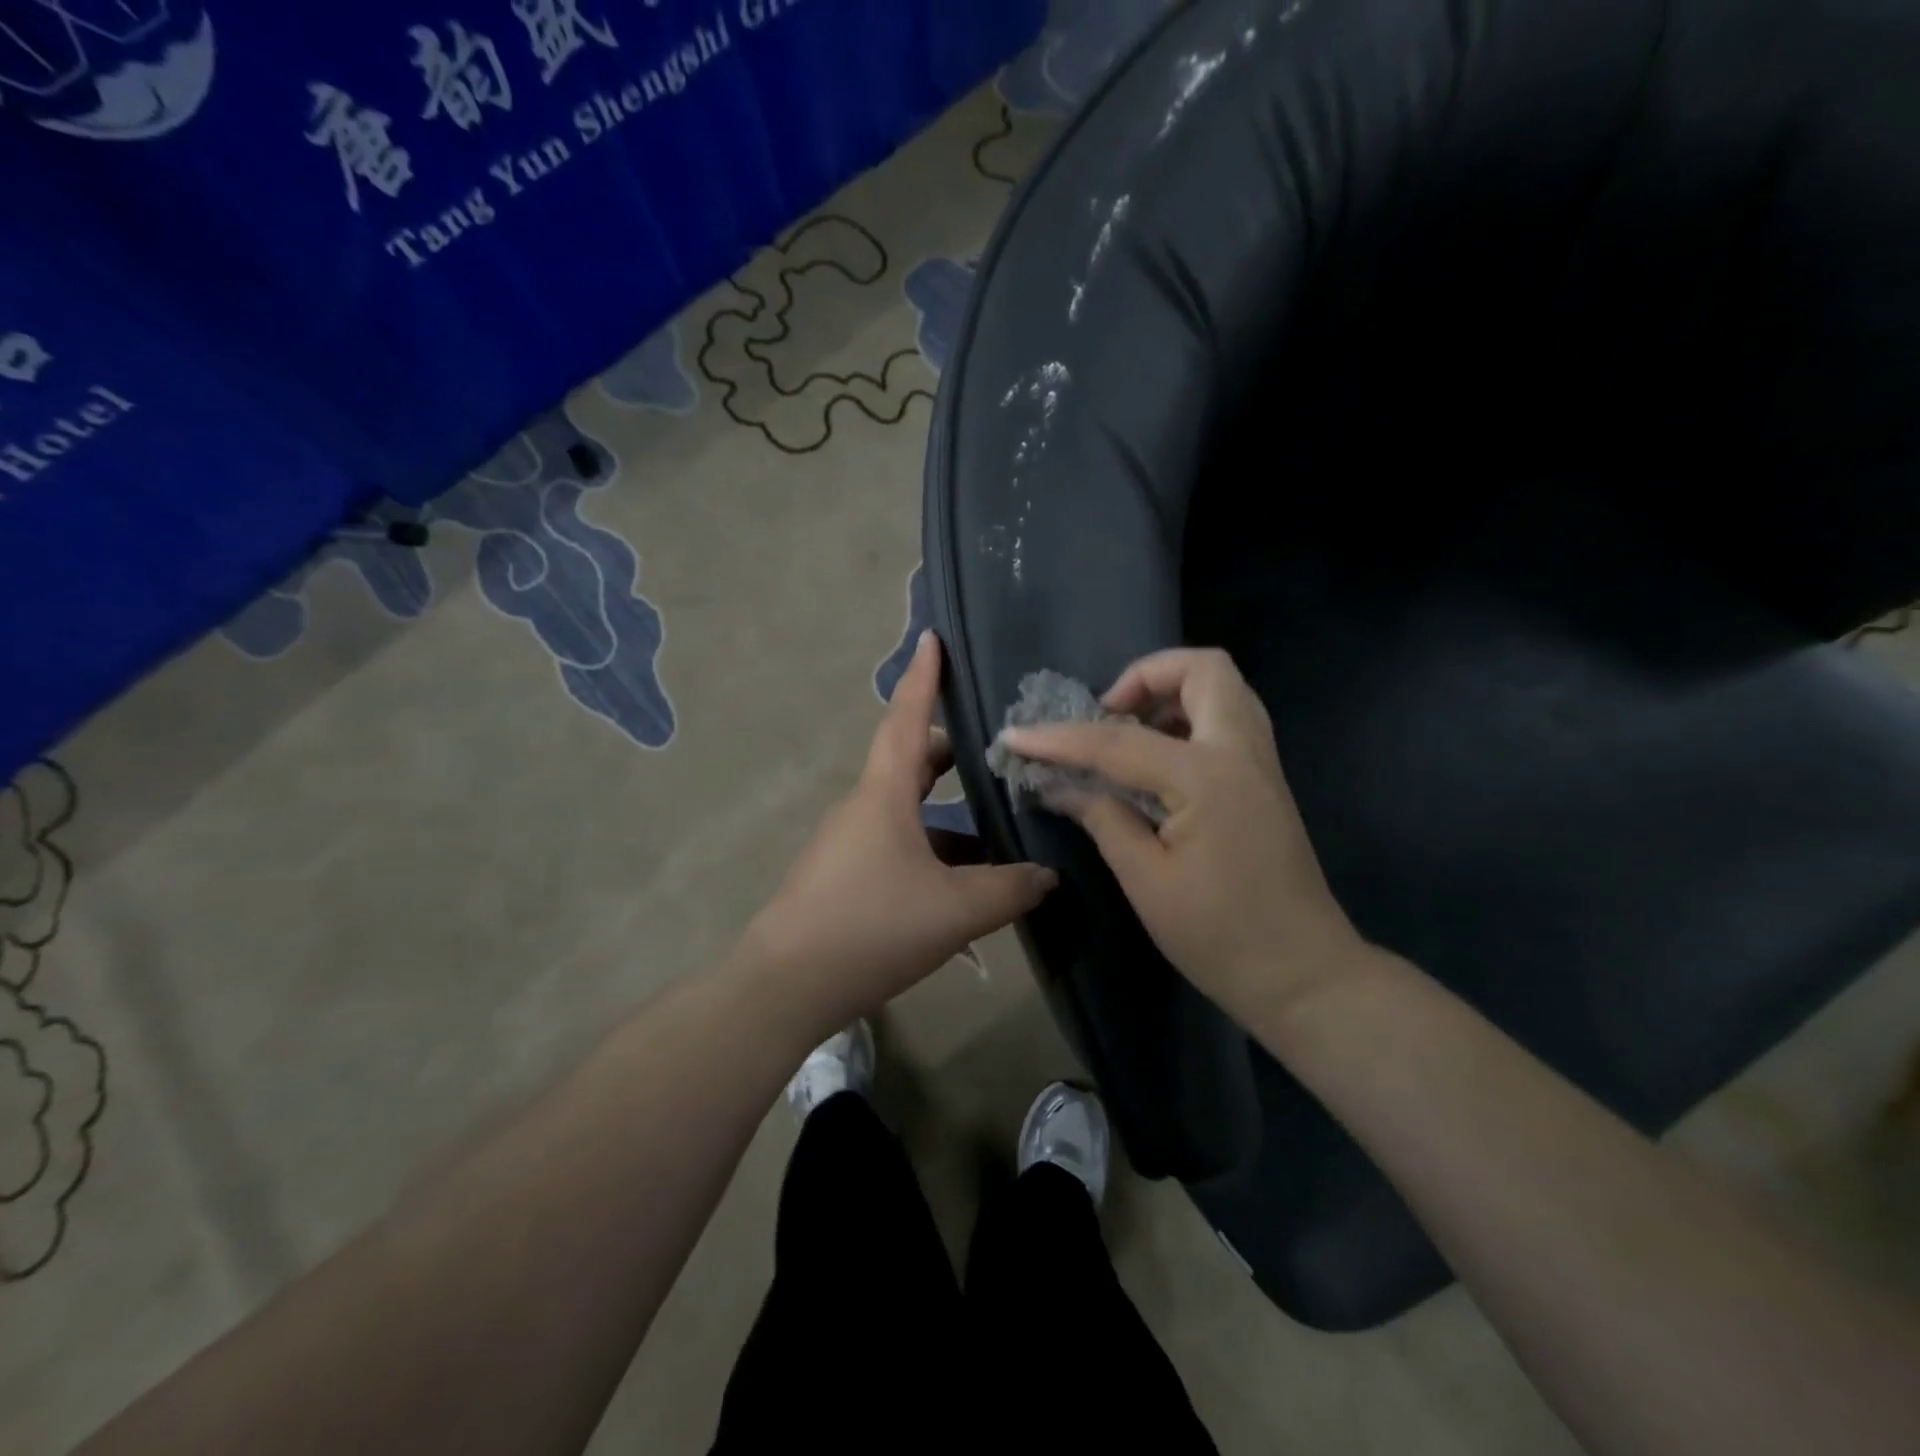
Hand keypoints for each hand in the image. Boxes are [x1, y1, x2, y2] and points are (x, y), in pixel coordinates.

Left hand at [744, 631, 1056, 1034]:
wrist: (786, 985)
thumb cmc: (871, 926)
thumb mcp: (956, 909)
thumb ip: (1010, 888)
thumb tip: (1048, 875)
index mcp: (883, 794)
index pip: (905, 718)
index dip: (923, 677)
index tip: (932, 637)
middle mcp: (862, 807)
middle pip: (908, 761)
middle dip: (948, 750)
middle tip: (992, 748)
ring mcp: (848, 843)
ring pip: (906, 809)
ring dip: (946, 810)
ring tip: (995, 824)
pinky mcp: (844, 876)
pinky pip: (896, 844)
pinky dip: (931, 847)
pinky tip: (962, 882)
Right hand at [998, 648, 1365, 1027]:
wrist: (1303, 974)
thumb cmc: (1220, 935)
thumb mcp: (1146, 880)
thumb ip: (1102, 818)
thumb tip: (1057, 786)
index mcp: (1206, 778)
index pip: (1118, 742)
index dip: (1059, 739)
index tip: (1015, 736)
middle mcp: (1241, 752)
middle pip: (1203, 669)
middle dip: (1144, 676)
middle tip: (1106, 715)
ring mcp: (1261, 762)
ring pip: (1221, 687)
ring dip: (1170, 692)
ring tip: (1127, 733)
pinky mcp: (1265, 779)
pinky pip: (1228, 718)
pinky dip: (1189, 716)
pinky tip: (1157, 758)